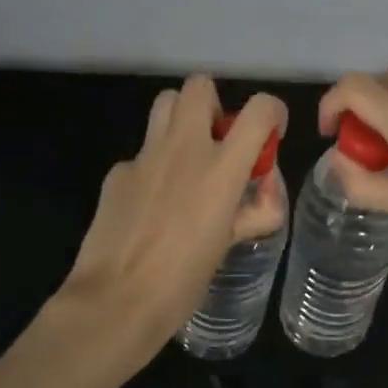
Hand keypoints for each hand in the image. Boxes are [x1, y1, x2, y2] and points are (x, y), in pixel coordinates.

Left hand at [55, 75, 286, 374]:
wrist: (116, 301)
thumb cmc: (183, 279)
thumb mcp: (230, 245)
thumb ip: (253, 212)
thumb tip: (261, 197)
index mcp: (221, 167)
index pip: (258, 109)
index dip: (271, 111)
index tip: (270, 131)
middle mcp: (184, 148)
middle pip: (198, 86)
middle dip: (213, 103)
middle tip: (217, 140)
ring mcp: (144, 156)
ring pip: (164, 104)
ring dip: (180, 119)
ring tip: (185, 158)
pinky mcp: (117, 172)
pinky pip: (141, 153)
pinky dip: (153, 166)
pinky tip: (150, 204)